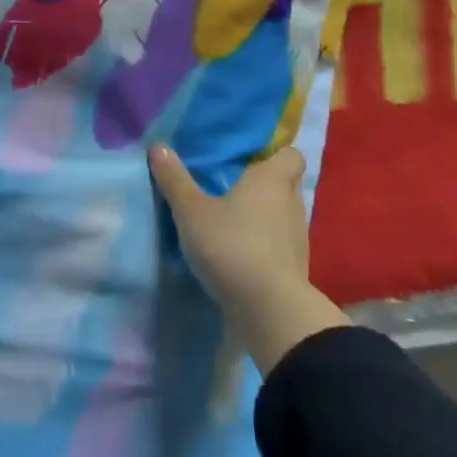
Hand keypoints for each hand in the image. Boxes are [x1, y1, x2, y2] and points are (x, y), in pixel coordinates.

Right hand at [148, 145, 345, 372]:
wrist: (269, 310)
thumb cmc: (231, 245)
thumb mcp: (191, 211)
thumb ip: (175, 180)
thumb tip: (159, 146)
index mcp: (273, 180)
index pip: (291, 154)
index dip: (275, 153)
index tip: (249, 157)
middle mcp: (292, 203)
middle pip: (285, 184)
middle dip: (264, 184)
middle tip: (232, 186)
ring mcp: (298, 238)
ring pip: (283, 215)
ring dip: (263, 216)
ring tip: (232, 220)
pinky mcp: (295, 269)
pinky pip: (280, 244)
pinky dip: (265, 244)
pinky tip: (239, 251)